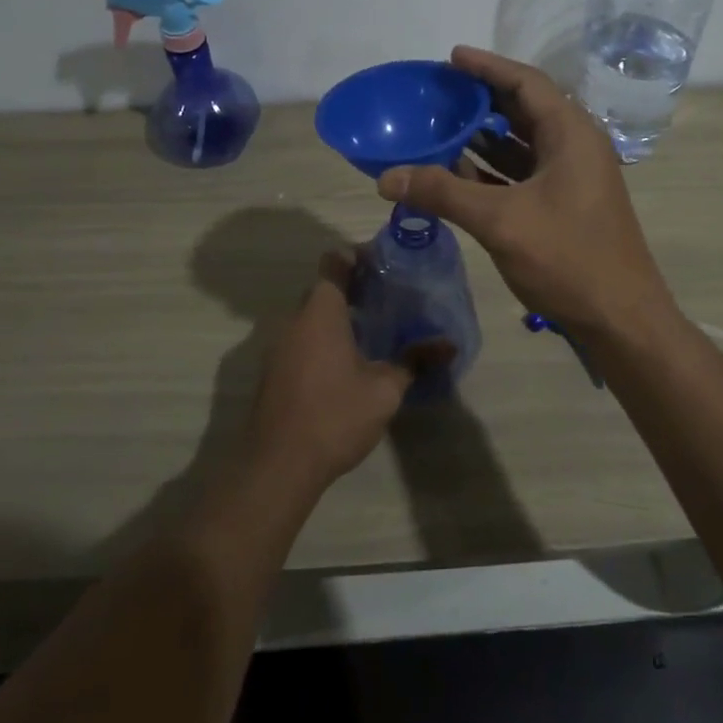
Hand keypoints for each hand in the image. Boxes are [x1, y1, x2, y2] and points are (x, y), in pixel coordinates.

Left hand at [245, 256, 429, 488]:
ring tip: (370, 331)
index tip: (382, 266)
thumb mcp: (385, 389)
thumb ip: (414, 361)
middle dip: (351, 290)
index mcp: (321, 312)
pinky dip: (321, 340)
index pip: (333, 264)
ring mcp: (279, 346)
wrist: (279, 464)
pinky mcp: (273, 371)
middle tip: (385, 299)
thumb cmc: (335, 415)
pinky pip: (300, 340)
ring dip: (335, 318)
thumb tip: (449, 345)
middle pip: (322, 290)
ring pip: (309, 317)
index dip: (356, 259)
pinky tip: (345, 363)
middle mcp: (294, 320)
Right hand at [376, 46, 676, 337]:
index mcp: (571, 134)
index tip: (451, 57)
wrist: (620, 319)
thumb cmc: (568, 258)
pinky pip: (523, 173)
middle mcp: (575, 147)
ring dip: (484, 136)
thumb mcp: (501, 221)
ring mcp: (572, 178)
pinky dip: (492, 169)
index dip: (487, 67)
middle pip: (524, 109)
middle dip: (482, 100)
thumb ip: (443, 193)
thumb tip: (386, 177)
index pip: (526, 83)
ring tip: (441, 127)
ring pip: (523, 144)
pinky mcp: (565, 205)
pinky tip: (458, 173)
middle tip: (440, 92)